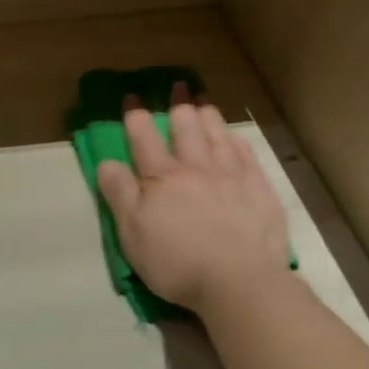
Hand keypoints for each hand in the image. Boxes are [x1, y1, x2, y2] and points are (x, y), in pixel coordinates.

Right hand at [94, 97, 288, 314]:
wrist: (238, 282)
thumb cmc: (176, 261)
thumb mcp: (132, 232)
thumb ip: (119, 193)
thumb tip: (107, 162)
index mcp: (162, 178)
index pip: (144, 138)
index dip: (135, 115)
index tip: (132, 96)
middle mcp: (196, 169)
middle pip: (186, 129)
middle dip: (179, 106)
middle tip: (178, 87)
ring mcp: (232, 178)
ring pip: (218, 137)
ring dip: (209, 117)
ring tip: (204, 102)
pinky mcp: (260, 193)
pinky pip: (248, 158)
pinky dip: (238, 143)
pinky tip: (236, 139)